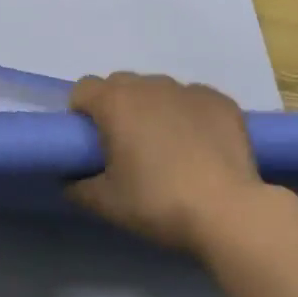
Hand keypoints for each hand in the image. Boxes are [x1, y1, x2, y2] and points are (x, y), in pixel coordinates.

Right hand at [67, 72, 264, 252]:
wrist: (228, 211)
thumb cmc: (157, 203)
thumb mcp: (105, 203)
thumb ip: (77, 186)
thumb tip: (70, 178)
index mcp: (115, 102)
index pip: (83, 89)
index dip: (81, 113)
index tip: (91, 143)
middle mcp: (150, 85)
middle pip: (121, 85)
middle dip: (116, 108)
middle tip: (126, 147)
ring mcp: (189, 89)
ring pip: (158, 90)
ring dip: (153, 109)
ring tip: (167, 148)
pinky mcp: (221, 101)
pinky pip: (193, 100)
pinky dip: (188, 115)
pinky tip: (199, 147)